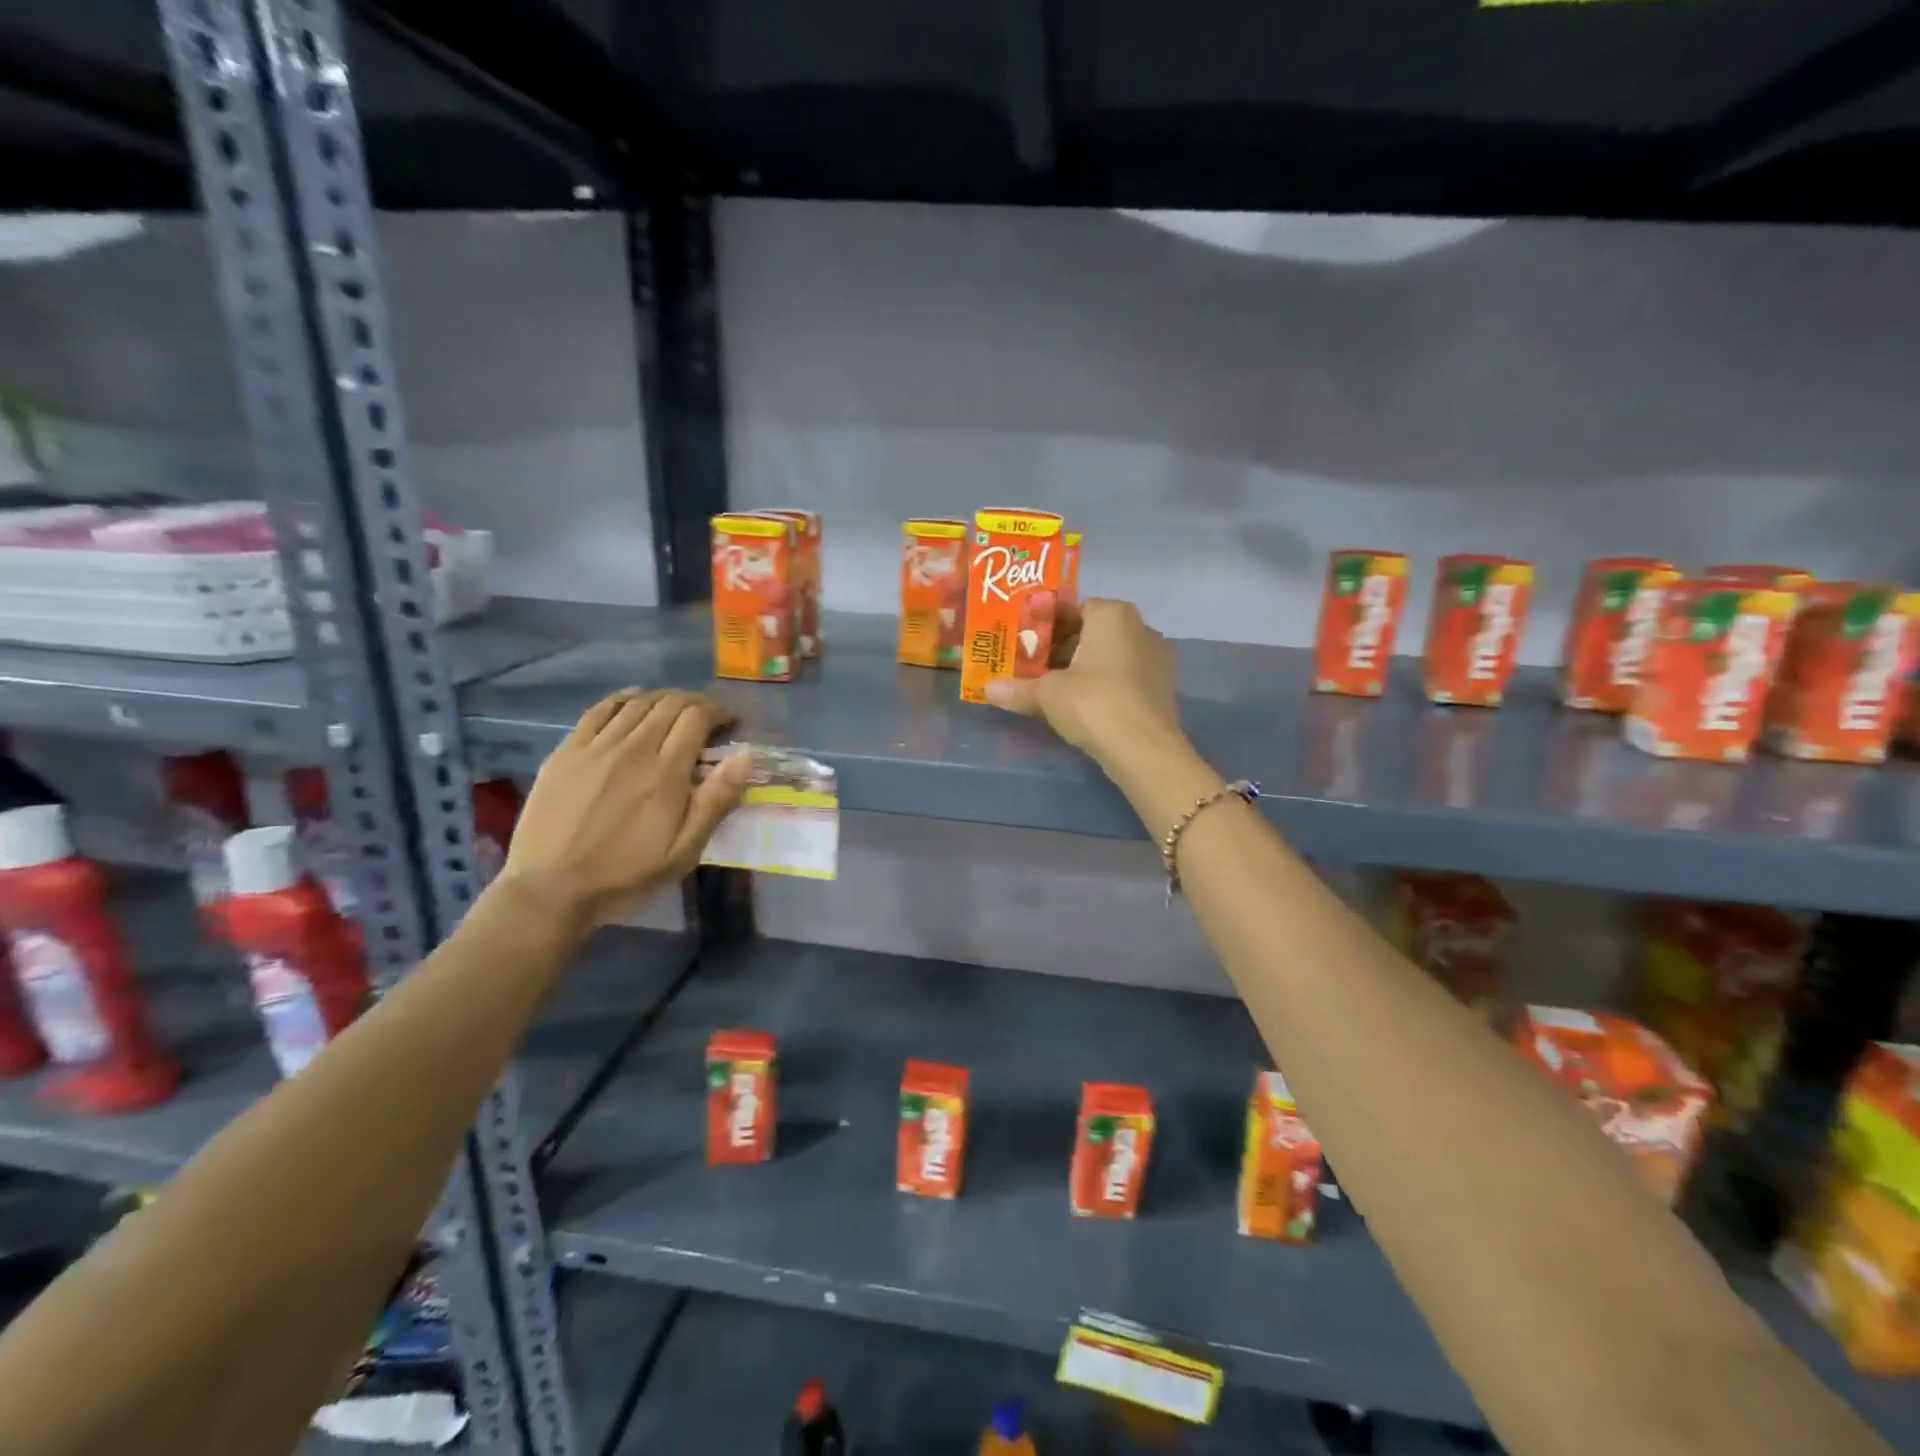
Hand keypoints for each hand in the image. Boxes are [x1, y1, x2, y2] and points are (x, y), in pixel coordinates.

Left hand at [497, 689, 753, 929]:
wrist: (550, 889)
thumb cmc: (625, 874)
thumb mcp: (683, 851)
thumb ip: (716, 802)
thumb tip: (745, 757)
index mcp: (665, 774)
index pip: (697, 718)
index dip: (717, 713)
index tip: (728, 724)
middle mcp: (633, 749)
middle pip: (669, 704)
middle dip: (694, 703)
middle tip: (705, 718)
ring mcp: (596, 746)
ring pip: (637, 703)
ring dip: (662, 699)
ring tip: (673, 710)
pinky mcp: (567, 751)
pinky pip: (599, 710)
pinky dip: (622, 699)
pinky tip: (631, 700)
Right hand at [985, 598, 1183, 769]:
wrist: (1144, 749)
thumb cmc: (1093, 703)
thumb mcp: (1047, 694)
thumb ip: (1017, 688)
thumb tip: (988, 689)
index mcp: (1113, 615)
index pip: (1075, 608)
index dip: (1049, 626)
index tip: (1028, 645)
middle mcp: (1140, 628)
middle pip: (1094, 632)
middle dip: (1065, 648)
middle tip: (1037, 669)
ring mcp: (1156, 658)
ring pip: (1111, 655)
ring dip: (1085, 668)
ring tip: (1056, 690)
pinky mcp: (1162, 688)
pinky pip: (1125, 677)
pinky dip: (1105, 685)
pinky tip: (1085, 707)